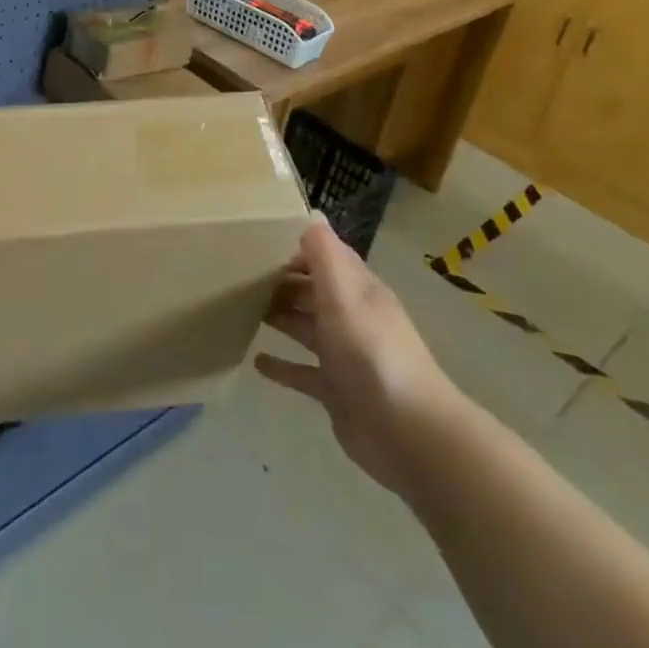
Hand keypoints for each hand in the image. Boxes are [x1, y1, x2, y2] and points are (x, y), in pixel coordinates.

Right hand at [254, 216, 464, 501]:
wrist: (408, 434)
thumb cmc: (371, 353)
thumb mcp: (344, 296)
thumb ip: (325, 255)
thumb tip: (311, 213)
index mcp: (358, 292)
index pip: (327, 258)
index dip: (298, 248)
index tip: (259, 242)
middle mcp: (352, 318)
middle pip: (313, 291)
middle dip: (282, 281)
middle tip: (239, 275)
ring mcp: (344, 357)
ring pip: (306, 328)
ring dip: (280, 317)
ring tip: (241, 309)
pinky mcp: (336, 391)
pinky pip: (303, 373)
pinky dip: (282, 366)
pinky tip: (256, 363)